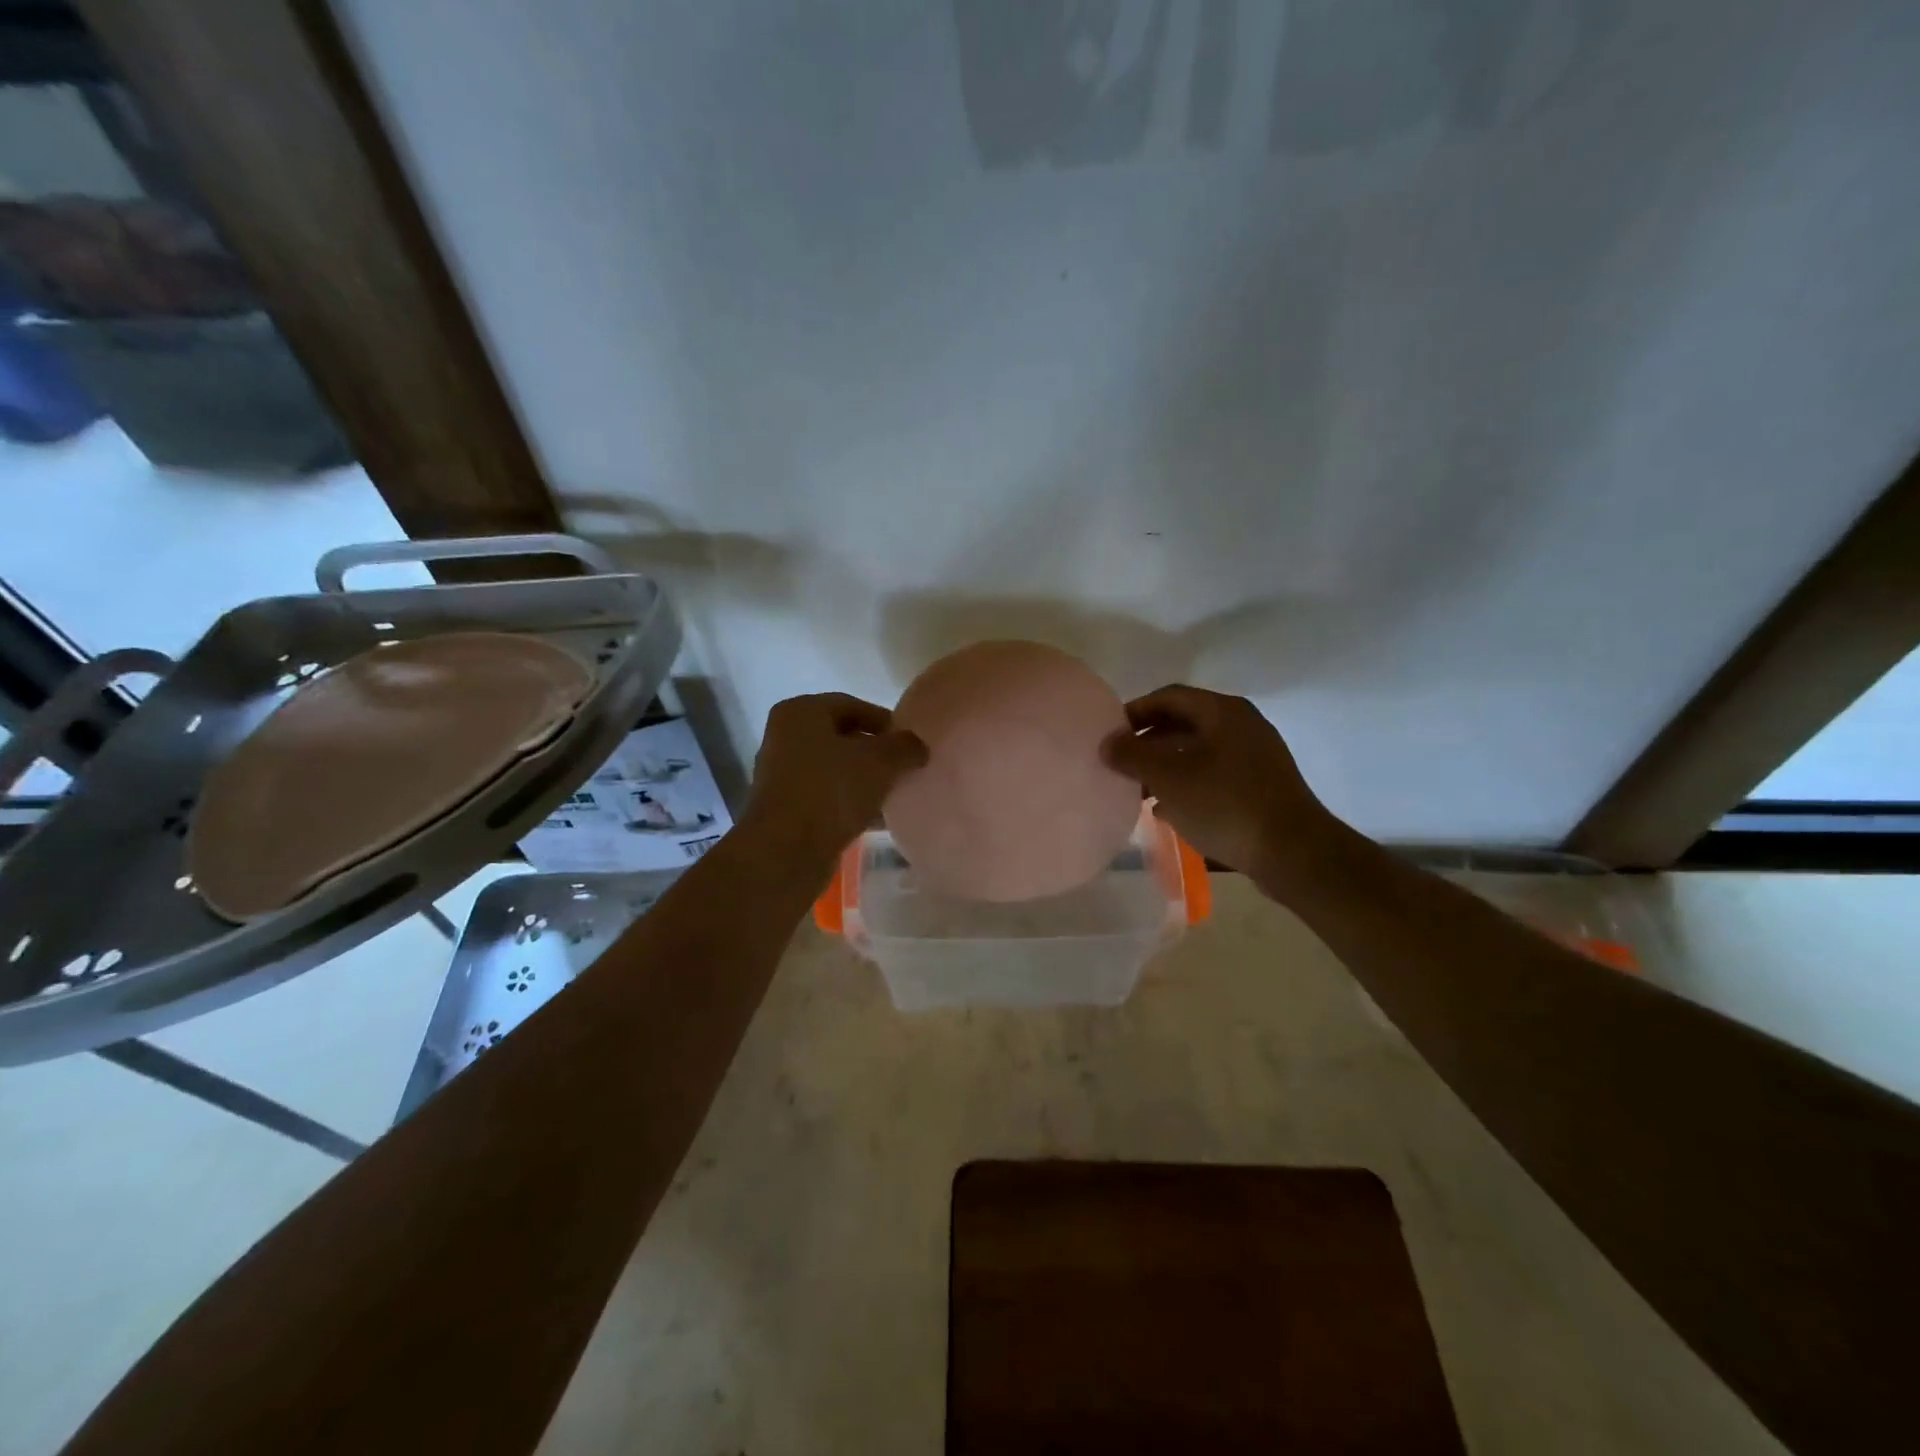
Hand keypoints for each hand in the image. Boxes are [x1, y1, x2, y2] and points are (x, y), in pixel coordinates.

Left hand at [742, 693, 927, 862]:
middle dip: (874, 752)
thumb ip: (905, 746)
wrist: (786, 850)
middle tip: (904, 767)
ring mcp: (781, 774)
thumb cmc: (832, 789)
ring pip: (834, 769)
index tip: (909, 741)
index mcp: (800, 712)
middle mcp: (785, 737)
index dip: (884, 721)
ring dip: (863, 779)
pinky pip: (826, 796)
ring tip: (894, 793)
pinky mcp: (785, 807)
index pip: (851, 705)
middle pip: (841, 737)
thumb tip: (917, 746)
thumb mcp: (881, 761)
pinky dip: (849, 802)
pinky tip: (875, 818)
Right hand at [1101, 685, 1335, 880]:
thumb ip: (1132, 755)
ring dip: (1165, 766)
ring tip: (1139, 790)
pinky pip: (1214, 774)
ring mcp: (1256, 756)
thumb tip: (1107, 743)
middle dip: (1148, 743)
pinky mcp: (1261, 786)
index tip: (1110, 736)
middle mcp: (1242, 725)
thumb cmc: (1225, 804)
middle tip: (1121, 764)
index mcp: (1223, 711)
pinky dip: (1187, 785)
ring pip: (1198, 752)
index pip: (1168, 696)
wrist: (1293, 852)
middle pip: (1183, 723)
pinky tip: (1168, 810)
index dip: (1134, 712)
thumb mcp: (1168, 777)